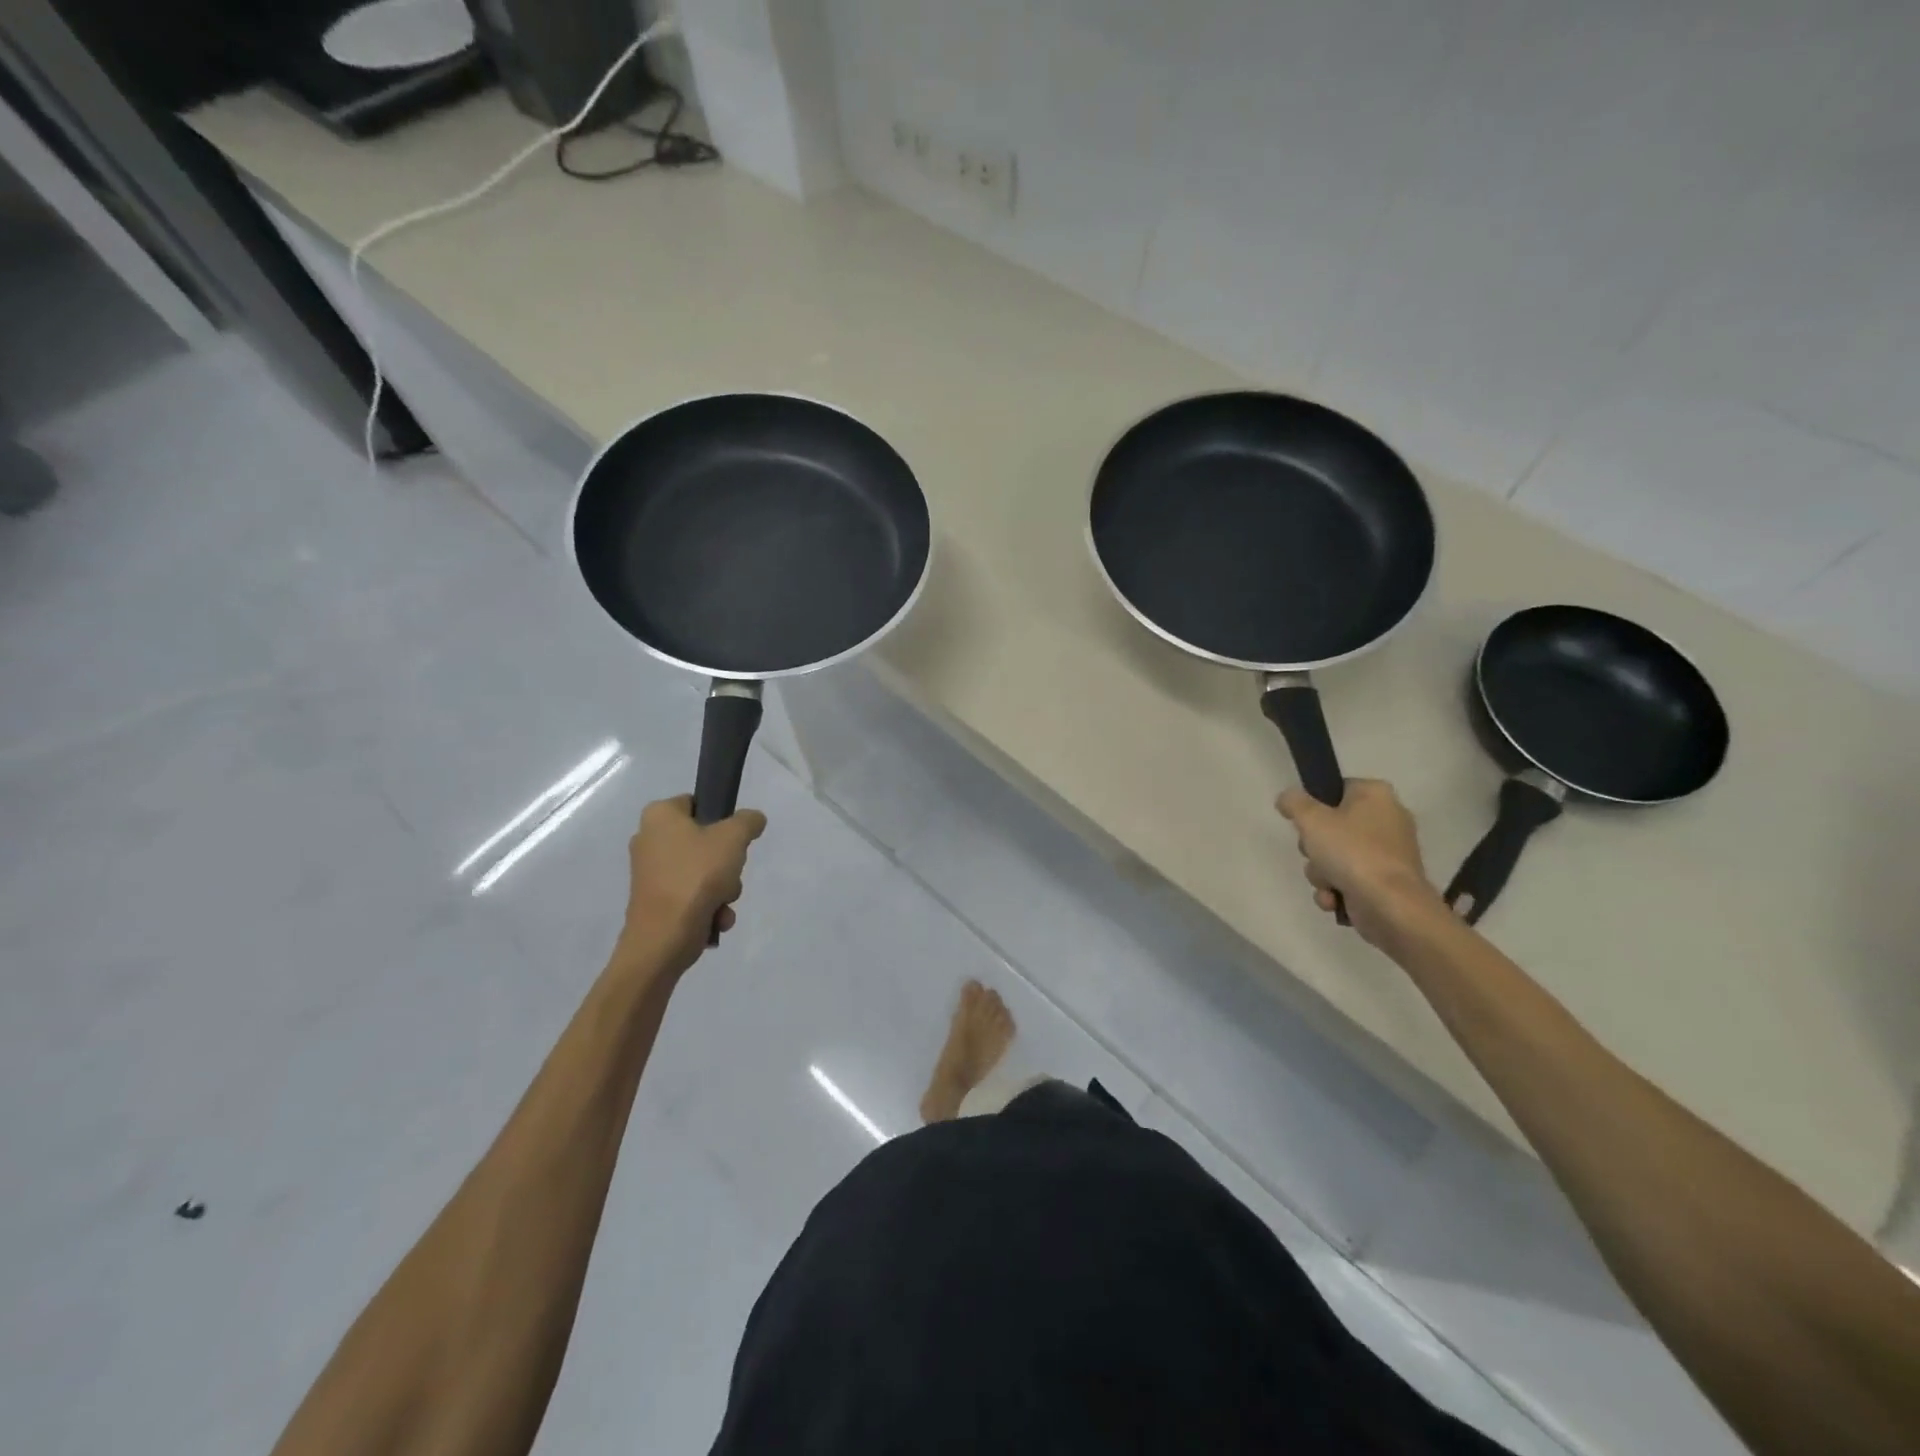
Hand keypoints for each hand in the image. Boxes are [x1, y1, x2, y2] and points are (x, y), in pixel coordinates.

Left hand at [618, 795, 766, 975]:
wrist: (663, 938)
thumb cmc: (696, 877)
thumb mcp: (733, 838)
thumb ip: (748, 821)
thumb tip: (753, 819)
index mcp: (659, 816)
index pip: (697, 803)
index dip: (721, 818)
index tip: (735, 839)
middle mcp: (649, 839)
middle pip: (705, 841)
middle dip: (727, 863)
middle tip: (731, 873)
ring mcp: (651, 873)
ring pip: (703, 871)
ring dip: (723, 888)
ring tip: (723, 902)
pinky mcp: (656, 901)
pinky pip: (692, 894)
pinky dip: (708, 906)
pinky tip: (716, 918)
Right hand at [1277, 780, 1445, 947]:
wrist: (1390, 906)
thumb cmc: (1352, 852)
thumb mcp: (1311, 819)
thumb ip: (1294, 803)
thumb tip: (1287, 798)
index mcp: (1376, 795)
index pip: (1336, 790)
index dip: (1314, 807)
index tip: (1303, 823)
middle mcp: (1387, 820)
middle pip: (1331, 827)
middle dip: (1314, 848)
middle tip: (1314, 853)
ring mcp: (1388, 854)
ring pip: (1335, 856)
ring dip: (1321, 873)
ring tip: (1327, 883)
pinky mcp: (1386, 883)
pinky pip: (1348, 879)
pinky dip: (1336, 890)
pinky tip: (1334, 899)